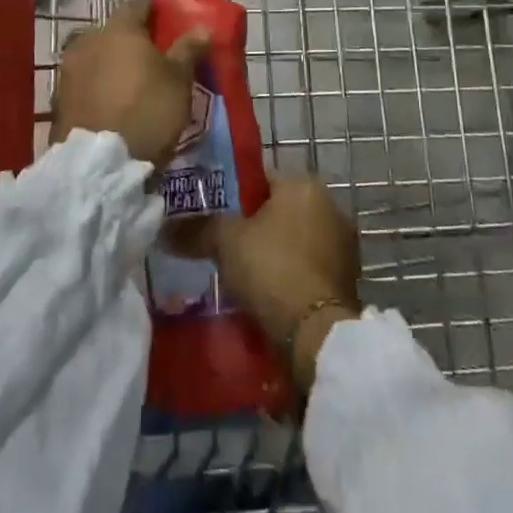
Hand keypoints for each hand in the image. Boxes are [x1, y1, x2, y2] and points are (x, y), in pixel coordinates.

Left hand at [51, 0, 211, 167]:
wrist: (99, 164)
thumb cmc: (147, 110)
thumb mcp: (178, 80)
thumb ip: (188, 49)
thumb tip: (202, 27)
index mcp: (118, 29)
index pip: (137, 4)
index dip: (153, 8)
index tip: (166, 17)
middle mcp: (88, 41)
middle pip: (113, 30)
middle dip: (130, 38)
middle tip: (151, 53)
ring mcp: (69, 70)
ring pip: (95, 55)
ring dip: (111, 61)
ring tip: (131, 79)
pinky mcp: (59, 99)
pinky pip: (84, 81)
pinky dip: (98, 84)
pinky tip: (112, 99)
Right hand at [171, 174, 360, 389]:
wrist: (315, 333)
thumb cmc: (272, 268)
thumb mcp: (225, 241)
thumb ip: (197, 229)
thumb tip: (165, 230)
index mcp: (304, 184)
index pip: (262, 179)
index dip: (235, 197)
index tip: (214, 218)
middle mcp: (330, 206)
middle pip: (280, 211)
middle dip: (256, 228)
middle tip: (225, 249)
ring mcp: (343, 244)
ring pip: (296, 241)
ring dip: (275, 254)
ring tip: (244, 277)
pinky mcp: (348, 279)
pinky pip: (309, 269)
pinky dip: (291, 278)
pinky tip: (269, 296)